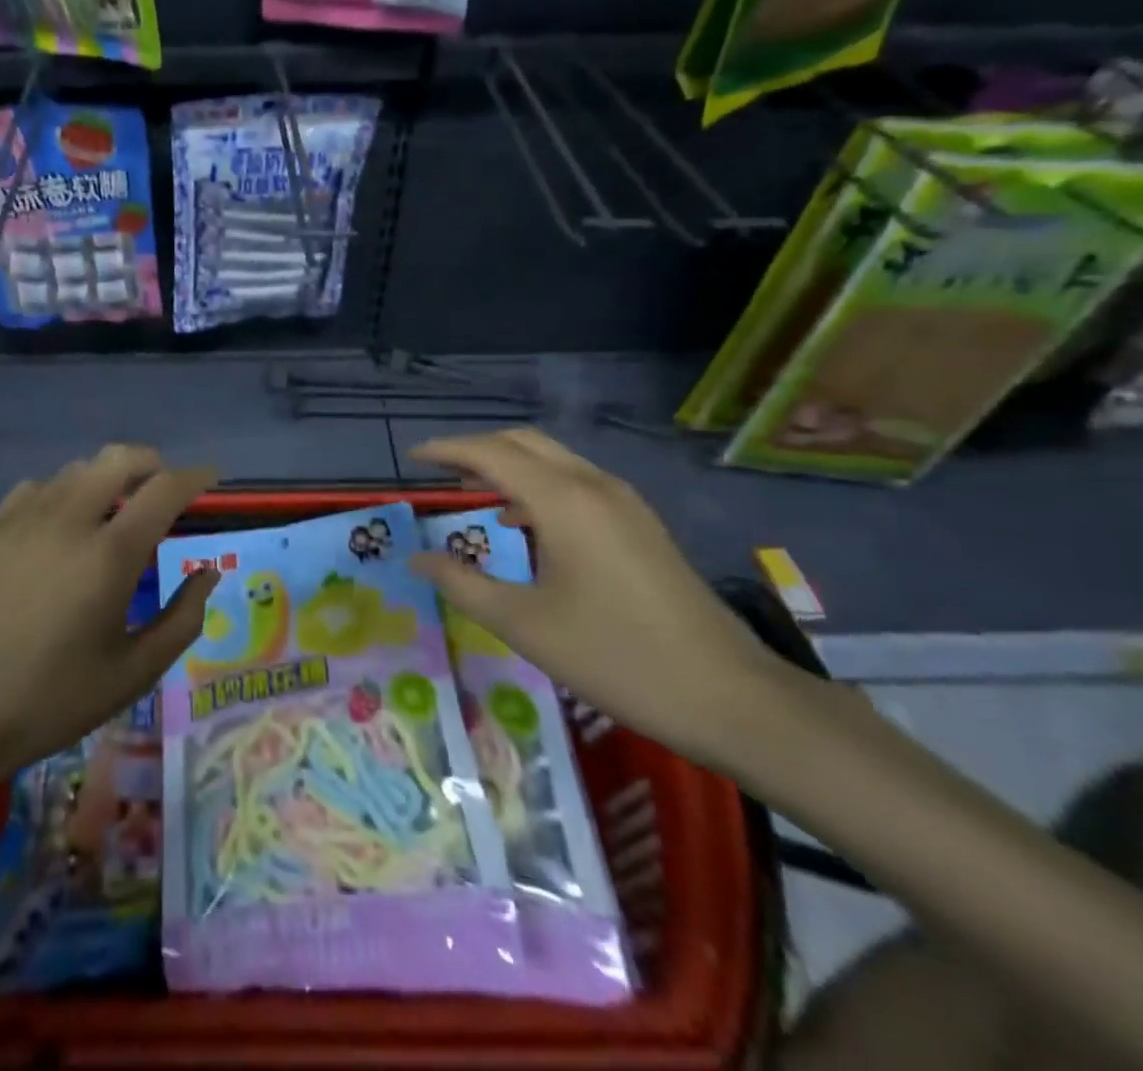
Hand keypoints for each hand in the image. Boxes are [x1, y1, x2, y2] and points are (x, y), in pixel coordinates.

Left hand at [0, 445, 219, 786]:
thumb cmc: (53, 700)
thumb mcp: (134, 673)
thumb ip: (183, 619)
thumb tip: (208, 574)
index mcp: (110, 556)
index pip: (164, 489)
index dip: (194, 476)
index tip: (209, 477)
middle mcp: (69, 521)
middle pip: (119, 458)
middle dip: (151, 461)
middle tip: (163, 486)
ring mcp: (24, 520)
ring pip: (77, 470)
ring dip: (106, 477)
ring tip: (112, 509)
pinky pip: (37, 487)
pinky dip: (62, 492)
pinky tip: (60, 524)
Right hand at [409, 429, 783, 769]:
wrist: (730, 697)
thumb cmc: (615, 657)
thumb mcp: (524, 625)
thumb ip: (463, 584)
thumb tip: (418, 559)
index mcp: (563, 501)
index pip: (491, 454)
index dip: (446, 450)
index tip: (412, 458)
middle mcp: (594, 486)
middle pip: (524, 443)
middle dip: (477, 449)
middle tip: (439, 471)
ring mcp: (624, 502)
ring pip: (554, 459)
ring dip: (509, 465)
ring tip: (473, 491)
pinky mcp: (641, 524)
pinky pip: (576, 482)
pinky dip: (538, 485)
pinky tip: (525, 522)